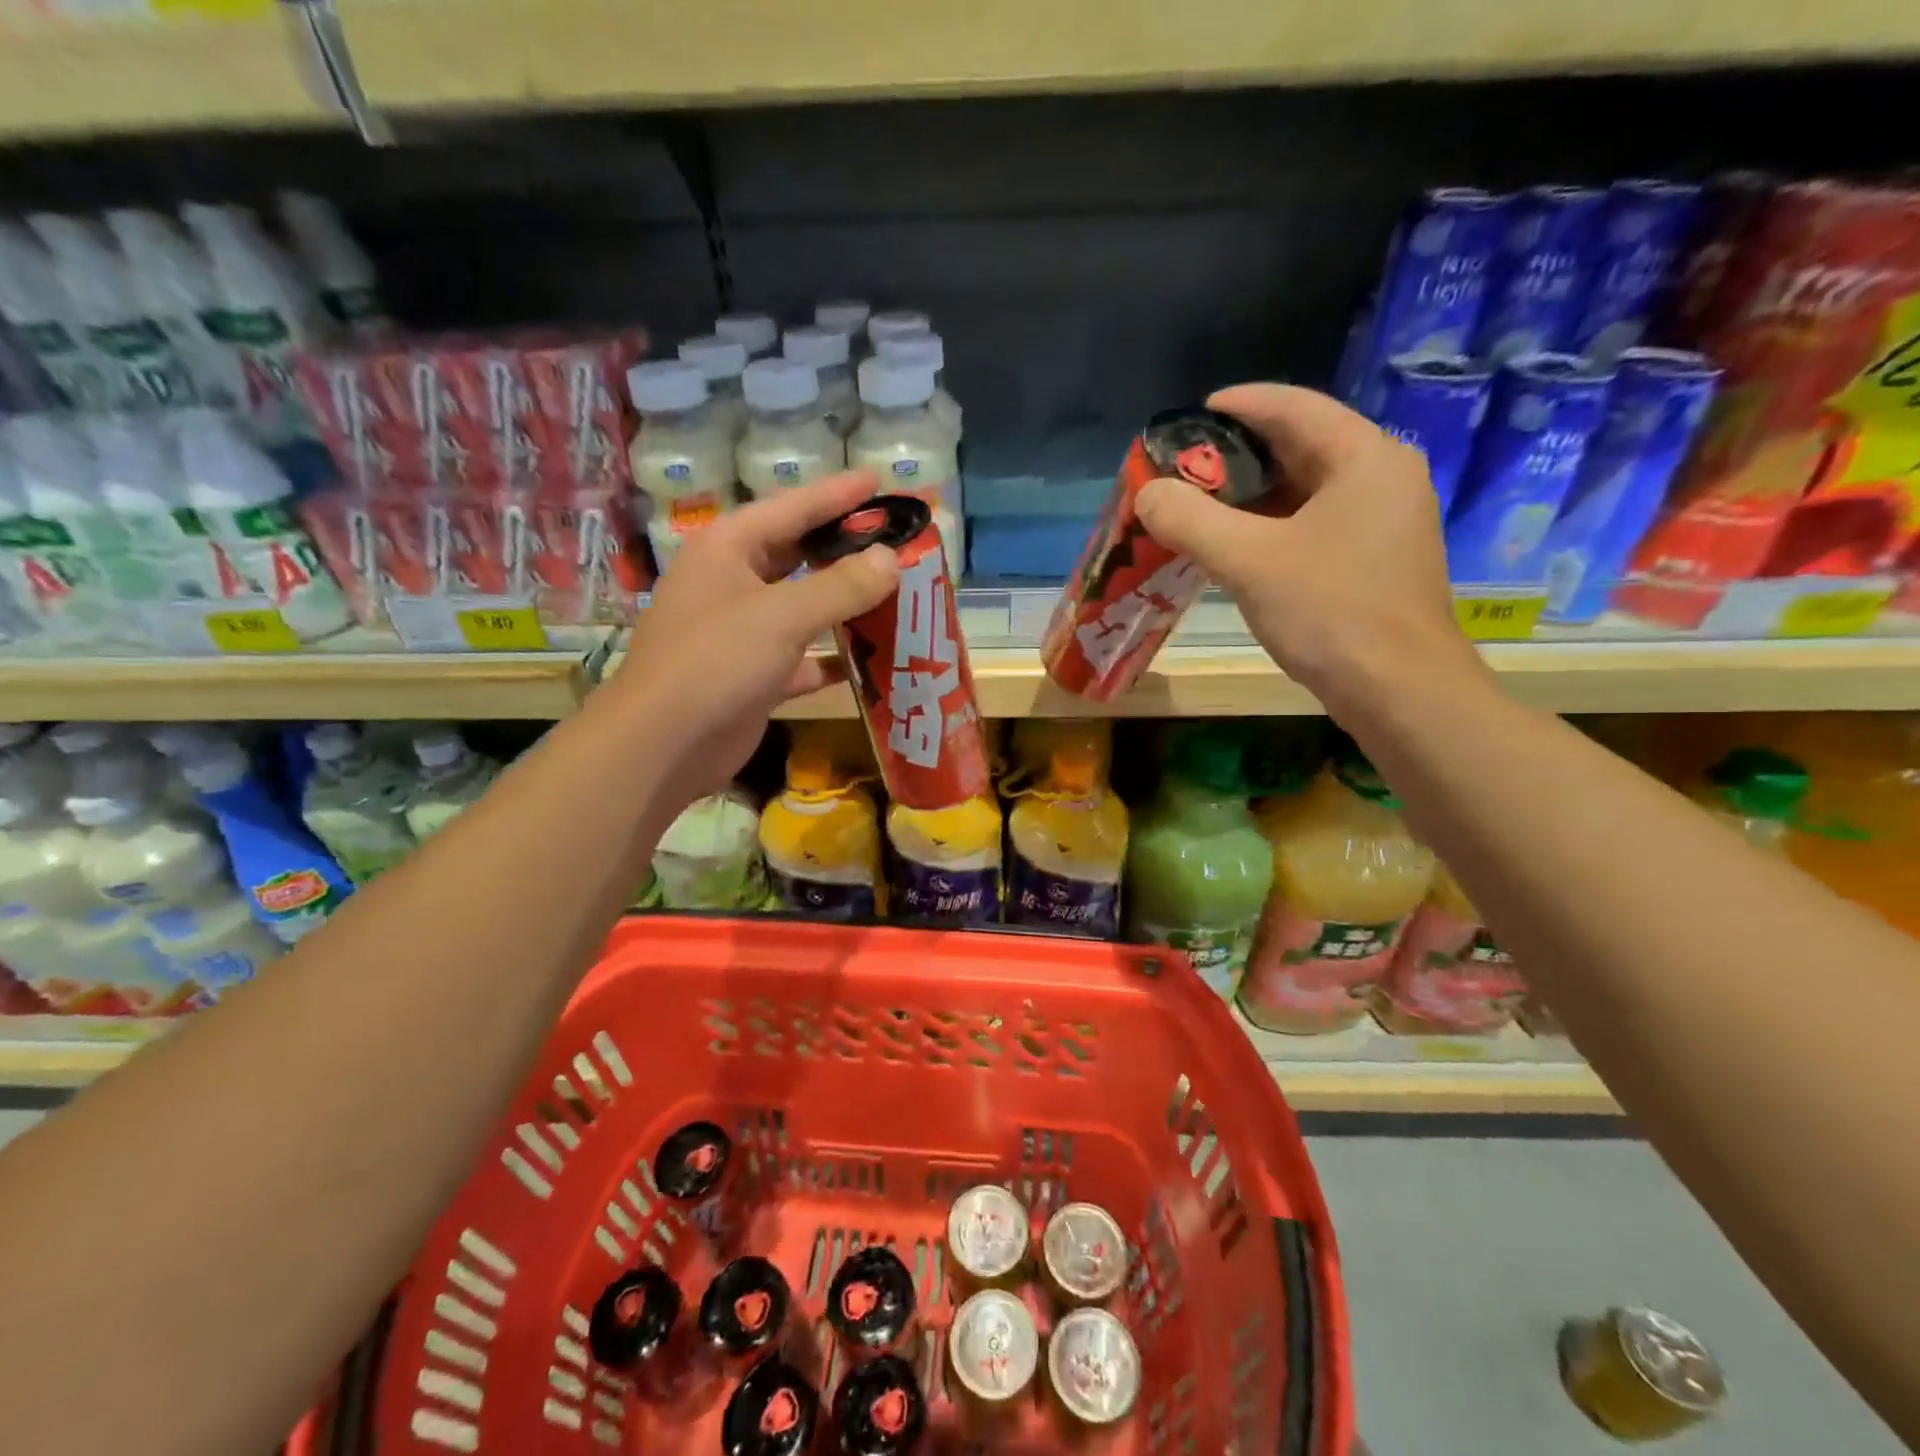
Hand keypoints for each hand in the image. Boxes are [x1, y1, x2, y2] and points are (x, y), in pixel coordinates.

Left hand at [611, 470, 897, 801]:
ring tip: (894, 593)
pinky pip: (803, 657)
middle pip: (797, 555)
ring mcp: (741, 632)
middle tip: (892, 540)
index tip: (878, 480)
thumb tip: (889, 559)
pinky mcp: (754, 676)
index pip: (791, 509)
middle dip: (843, 549)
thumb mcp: (783, 615)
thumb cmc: (716, 660)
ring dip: (844, 605)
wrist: (665, 744)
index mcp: (728, 549)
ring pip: (802, 608)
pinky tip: (871, 658)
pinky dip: (832, 658)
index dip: (836, 494)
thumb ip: (841, 586)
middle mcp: (732, 583)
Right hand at [1135, 383, 1486, 717]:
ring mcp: (1386, 520)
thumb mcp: (1248, 561)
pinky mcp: (1378, 558)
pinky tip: (1238, 544)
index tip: (1193, 414)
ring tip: (1202, 504)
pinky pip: (1318, 521)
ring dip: (1254, 493)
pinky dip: (1275, 524)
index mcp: (1365, 457)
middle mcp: (1384, 476)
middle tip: (1187, 466)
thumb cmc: (1330, 613)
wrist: (1399, 691)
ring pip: (1310, 488)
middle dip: (1240, 453)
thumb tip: (1147, 493)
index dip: (1240, 404)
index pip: (1294, 407)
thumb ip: (1191, 520)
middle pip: (1303, 445)